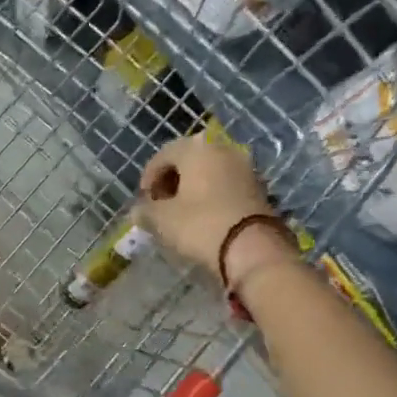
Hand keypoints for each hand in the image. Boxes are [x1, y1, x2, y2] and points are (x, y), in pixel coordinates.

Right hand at [138, 136, 294, 288]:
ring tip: (181, 212)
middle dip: (171, 180)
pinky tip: (204, 216)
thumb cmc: (200, 225)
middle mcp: (222, 149)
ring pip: (209, 171)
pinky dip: (211, 194)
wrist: (252, 247)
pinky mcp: (258, 187)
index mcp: (196, 148)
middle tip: (161, 203)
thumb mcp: (162, 220)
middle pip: (188, 159)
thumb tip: (139, 209)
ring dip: (192, 187)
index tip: (143, 199)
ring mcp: (244, 166)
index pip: (163, 155)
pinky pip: (225, 184)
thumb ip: (145, 210)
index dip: (149, 177)